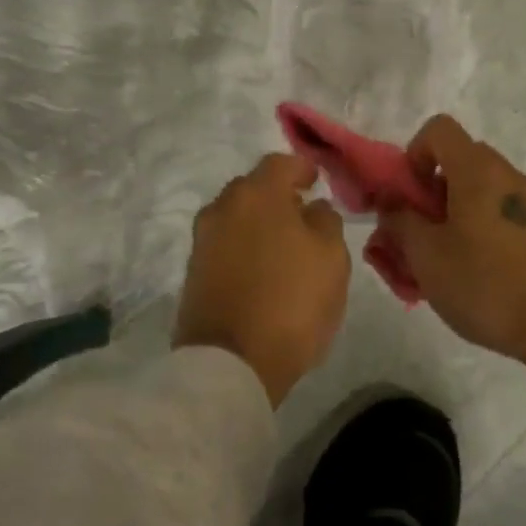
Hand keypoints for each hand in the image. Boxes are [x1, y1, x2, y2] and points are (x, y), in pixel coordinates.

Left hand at [174, 154, 351, 405]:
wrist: (230, 363)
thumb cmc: (291, 301)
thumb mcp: (331, 258)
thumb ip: (326, 221)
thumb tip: (312, 208)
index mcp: (257, 194)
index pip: (280, 163)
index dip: (302, 168)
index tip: (316, 181)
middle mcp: (223, 207)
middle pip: (253, 188)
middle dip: (278, 196)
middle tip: (302, 215)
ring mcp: (202, 240)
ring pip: (236, 217)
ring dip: (258, 223)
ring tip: (283, 246)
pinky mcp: (193, 272)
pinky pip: (224, 245)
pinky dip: (243, 247)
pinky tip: (261, 269)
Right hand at [378, 116, 525, 441]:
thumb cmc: (488, 285)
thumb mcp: (427, 256)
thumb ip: (400, 222)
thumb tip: (392, 203)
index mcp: (478, 171)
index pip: (438, 129)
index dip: (413, 155)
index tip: (407, 197)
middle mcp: (507, 176)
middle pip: (456, 162)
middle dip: (427, 193)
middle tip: (415, 235)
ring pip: (476, 193)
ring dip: (449, 217)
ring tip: (437, 264)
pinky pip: (497, 215)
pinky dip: (475, 232)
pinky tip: (469, 276)